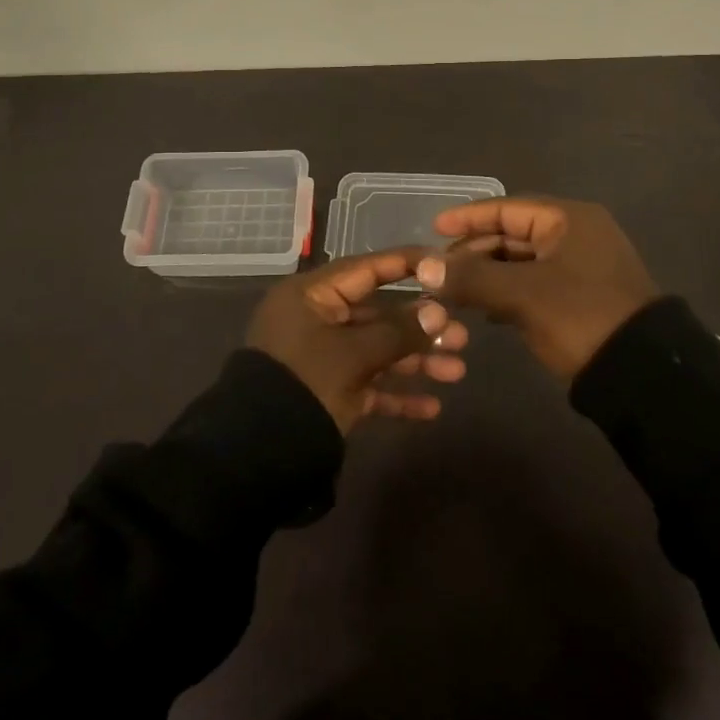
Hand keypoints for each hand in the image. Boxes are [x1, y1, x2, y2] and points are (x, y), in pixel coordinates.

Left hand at [247, 250, 468, 432]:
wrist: (258, 455)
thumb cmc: (305, 383)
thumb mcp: (353, 355)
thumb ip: (398, 332)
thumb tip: (438, 313)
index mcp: (312, 296)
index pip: (366, 269)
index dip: (406, 265)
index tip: (444, 264)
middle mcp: (317, 320)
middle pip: (378, 315)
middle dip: (421, 328)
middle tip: (461, 336)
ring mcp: (323, 357)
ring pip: (378, 351)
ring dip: (416, 361)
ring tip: (456, 372)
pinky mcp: (328, 392)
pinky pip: (368, 386)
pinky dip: (396, 395)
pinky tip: (431, 408)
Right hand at [414, 197, 659, 380]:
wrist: (642, 374)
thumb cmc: (581, 317)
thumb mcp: (523, 295)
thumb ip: (472, 277)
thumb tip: (424, 266)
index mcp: (569, 220)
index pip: (507, 208)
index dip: (468, 218)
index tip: (434, 228)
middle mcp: (576, 235)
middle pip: (513, 234)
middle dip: (474, 251)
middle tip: (438, 269)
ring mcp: (580, 267)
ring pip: (521, 262)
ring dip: (487, 275)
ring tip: (453, 290)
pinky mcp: (580, 297)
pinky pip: (533, 284)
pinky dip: (507, 292)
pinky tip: (483, 310)